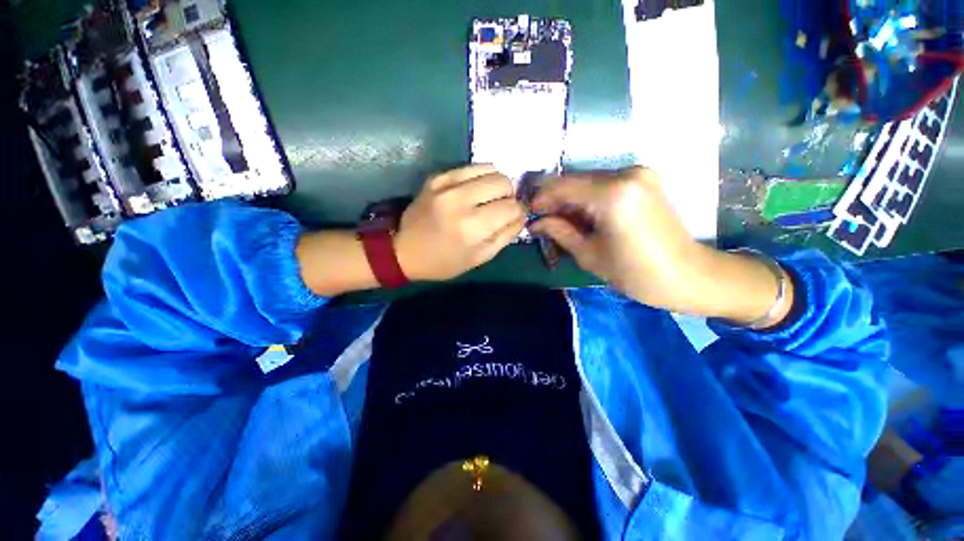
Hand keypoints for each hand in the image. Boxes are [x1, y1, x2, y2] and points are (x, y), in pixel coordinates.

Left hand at [396, 165, 525, 281]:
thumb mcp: (480, 257)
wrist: (405, 250)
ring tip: (488, 197)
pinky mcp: (437, 176)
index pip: (512, 207)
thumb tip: (522, 214)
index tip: (514, 217)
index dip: (519, 211)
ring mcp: (446, 185)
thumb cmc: (445, 261)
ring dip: (496, 183)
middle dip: (509, 195)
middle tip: (500, 207)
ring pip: (490, 168)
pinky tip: (475, 190)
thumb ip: (506, 235)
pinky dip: (480, 176)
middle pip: (503, 182)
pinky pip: (470, 166)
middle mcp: (460, 201)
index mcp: (472, 227)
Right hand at [531, 167, 700, 308]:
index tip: (528, 214)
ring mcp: (638, 174)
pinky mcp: (644, 180)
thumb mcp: (589, 254)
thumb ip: (559, 231)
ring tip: (559, 220)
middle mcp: (626, 173)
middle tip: (541, 220)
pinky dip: (588, 198)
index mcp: (612, 194)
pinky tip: (581, 215)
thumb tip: (536, 222)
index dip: (541, 199)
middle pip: (575, 180)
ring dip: (570, 199)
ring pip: (589, 181)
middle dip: (555, 199)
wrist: (688, 275)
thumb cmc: (635, 272)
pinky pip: (604, 184)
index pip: (562, 186)